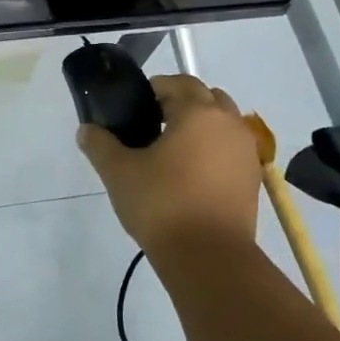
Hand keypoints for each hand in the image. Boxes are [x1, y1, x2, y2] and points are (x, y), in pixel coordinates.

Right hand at [76, 75, 262, 252]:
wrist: (209, 257)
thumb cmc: (161, 204)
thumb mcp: (118, 172)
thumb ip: (99, 144)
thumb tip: (87, 130)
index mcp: (198, 112)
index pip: (175, 83)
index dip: (151, 90)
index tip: (132, 109)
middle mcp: (228, 123)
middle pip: (205, 96)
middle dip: (179, 103)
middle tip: (150, 125)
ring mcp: (246, 151)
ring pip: (222, 122)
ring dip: (199, 126)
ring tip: (170, 151)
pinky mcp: (252, 178)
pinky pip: (230, 149)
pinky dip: (212, 150)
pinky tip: (190, 174)